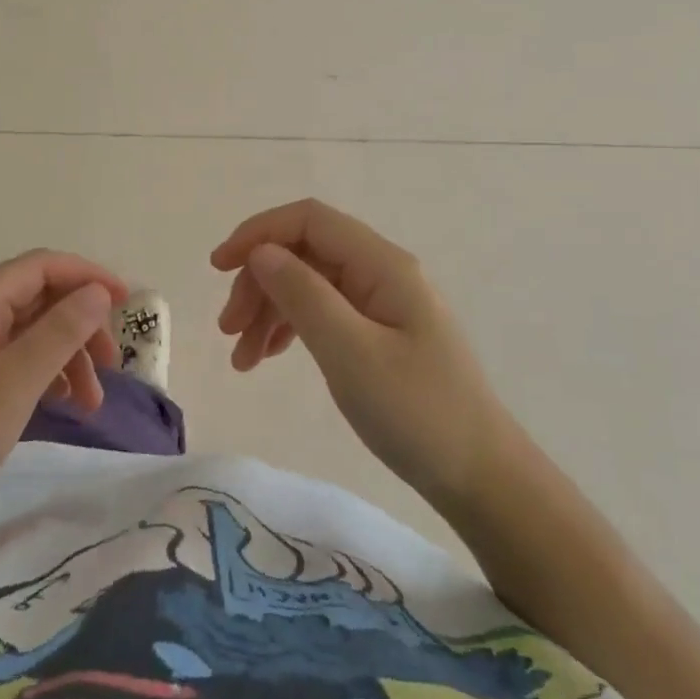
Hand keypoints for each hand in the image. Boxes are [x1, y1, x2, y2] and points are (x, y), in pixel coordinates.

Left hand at [0, 251, 124, 527]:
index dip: (85, 275)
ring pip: (33, 333)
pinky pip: (19, 361)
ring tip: (93, 401)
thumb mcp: (15, 383)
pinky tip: (66, 403)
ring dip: (69, 356)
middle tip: (112, 363)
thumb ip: (61, 331)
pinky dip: (49, 375)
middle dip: (81, 323)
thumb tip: (99, 292)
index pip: (39, 267)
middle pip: (39, 299)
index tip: (126, 300)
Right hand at [213, 199, 507, 515]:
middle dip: (259, 282)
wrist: (481, 478)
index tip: (218, 268)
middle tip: (227, 331)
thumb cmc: (417, 414)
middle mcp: (380, 271)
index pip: (309, 220)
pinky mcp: (379, 332)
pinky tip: (267, 356)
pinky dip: (290, 328)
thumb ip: (303, 295)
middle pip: (304, 252)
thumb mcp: (351, 353)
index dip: (258, 233)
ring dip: (269, 309)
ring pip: (309, 283)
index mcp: (381, 264)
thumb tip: (260, 252)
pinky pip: (323, 312)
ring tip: (242, 357)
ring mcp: (381, 302)